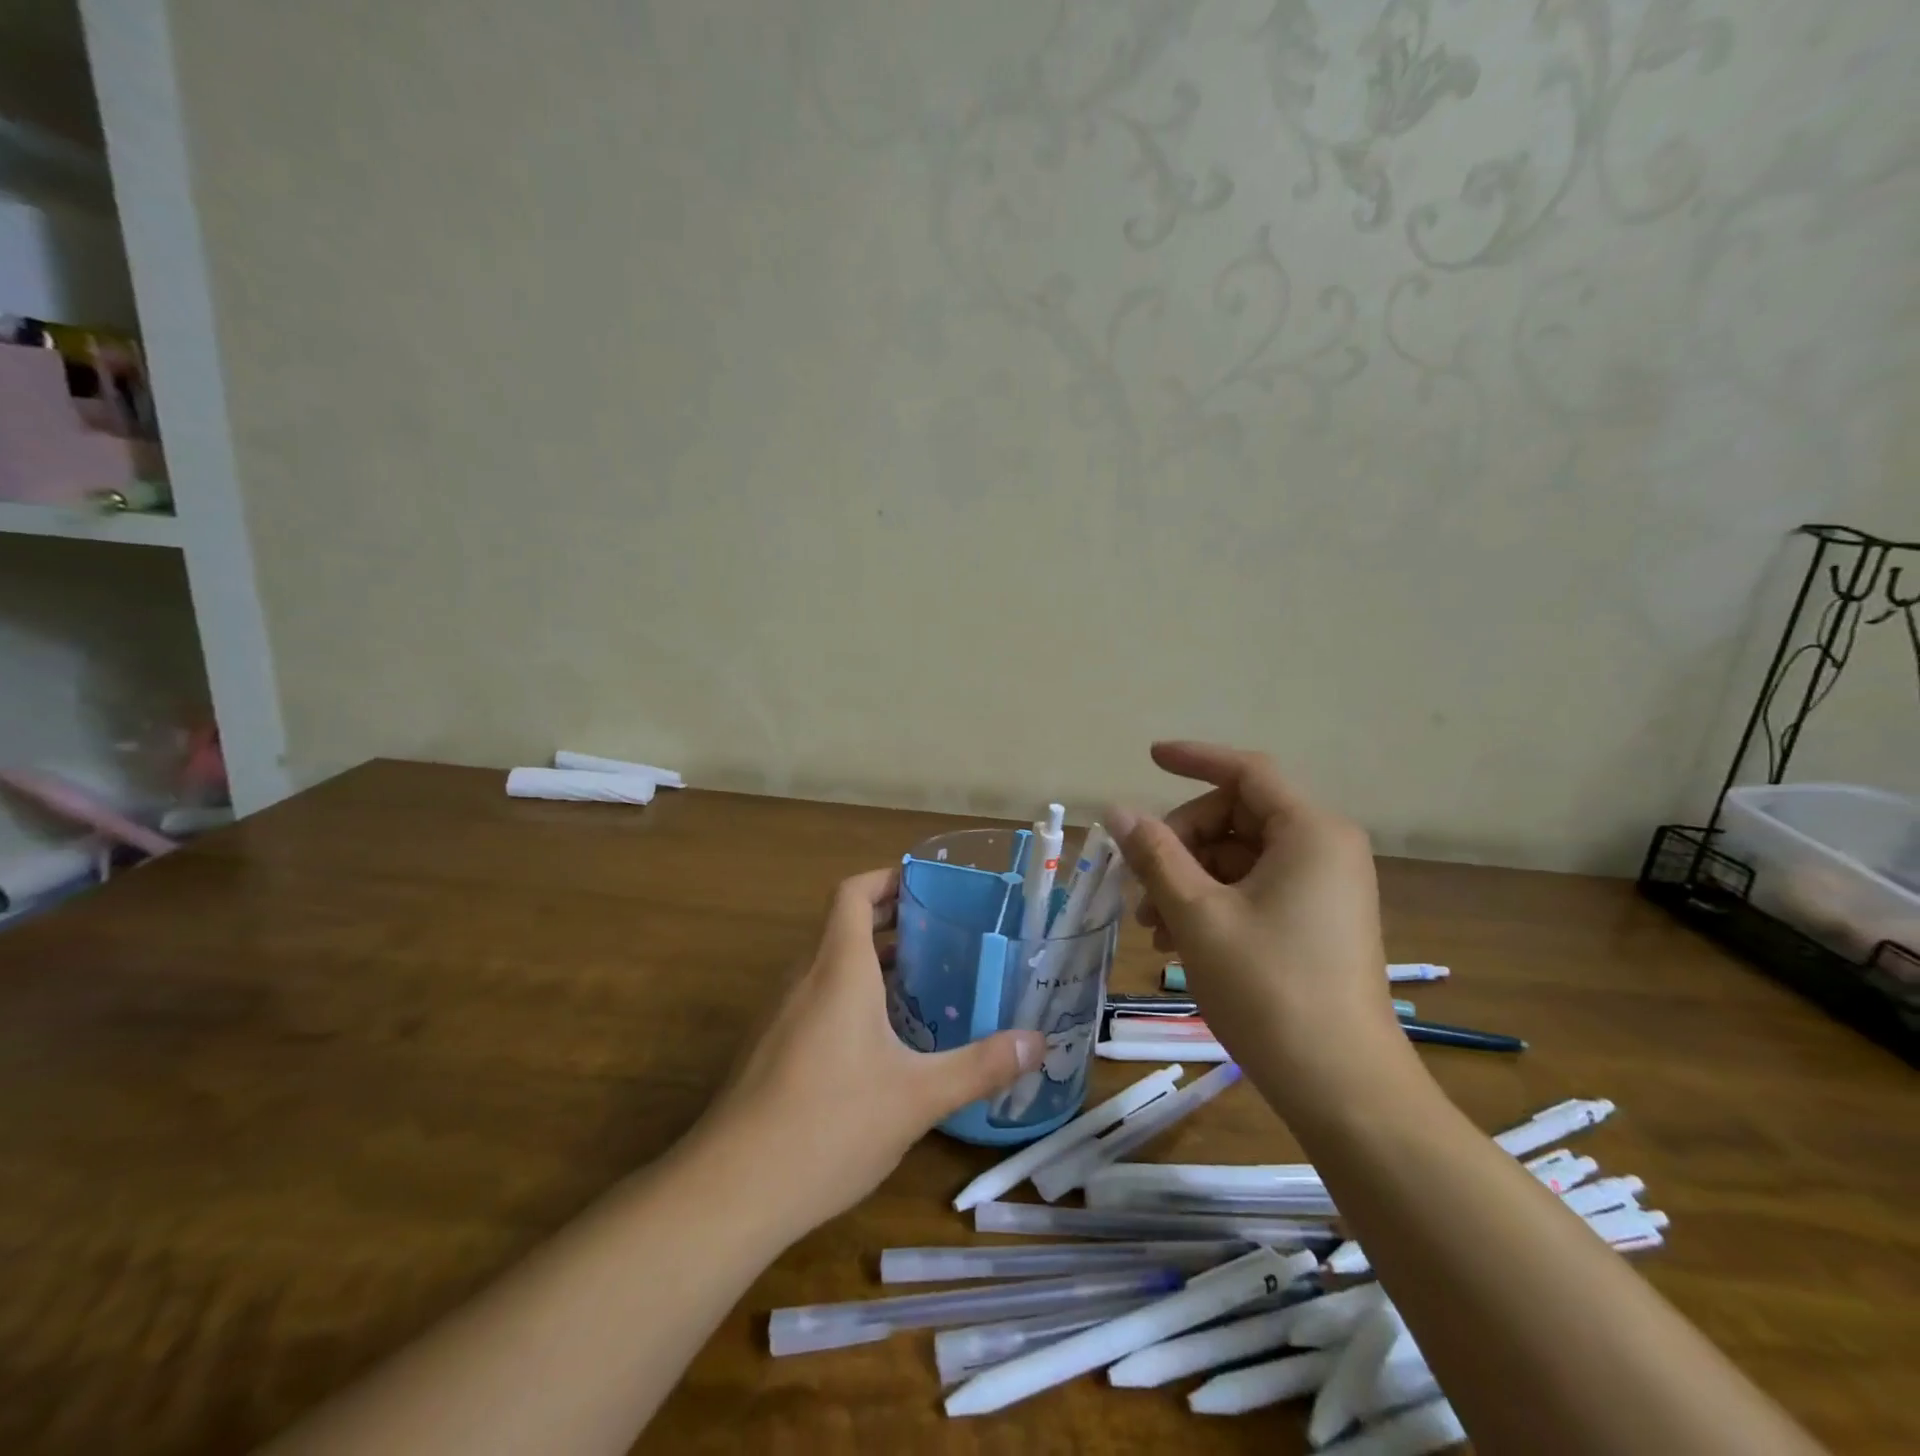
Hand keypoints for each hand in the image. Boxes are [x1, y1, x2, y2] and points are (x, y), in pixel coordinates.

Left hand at [695, 868, 1043, 1236]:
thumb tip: (1037, 1042)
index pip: (853, 893)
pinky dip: (848, 996)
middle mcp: (803, 978)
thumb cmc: (829, 1124)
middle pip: (843, 925)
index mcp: (837, 968)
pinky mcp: (768, 1047)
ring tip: (921, 985)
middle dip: (891, 923)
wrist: (729, 1191)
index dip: (886, 879)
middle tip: (942, 937)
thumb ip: (980, 1065)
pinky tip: (879, 1042)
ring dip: (870, 962)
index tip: (926, 887)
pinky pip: (814, 998)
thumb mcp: (918, 1096)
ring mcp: (779, 1013)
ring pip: (828, 965)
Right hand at [1106, 742, 1408, 1109]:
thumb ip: (1155, 855)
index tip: (1149, 757)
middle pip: (1236, 816)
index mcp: (1309, 832)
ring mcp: (1324, 887)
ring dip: (1188, 878)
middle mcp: (1324, 848)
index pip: (1246, 771)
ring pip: (1240, 856)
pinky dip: (1213, 901)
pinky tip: (1179, 940)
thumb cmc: (1269, 989)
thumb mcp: (1198, 915)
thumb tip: (1118, 811)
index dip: (1195, 759)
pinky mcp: (1318, 921)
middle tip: (1139, 885)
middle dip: (1180, 842)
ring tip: (1152, 926)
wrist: (1343, 1089)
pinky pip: (1255, 888)